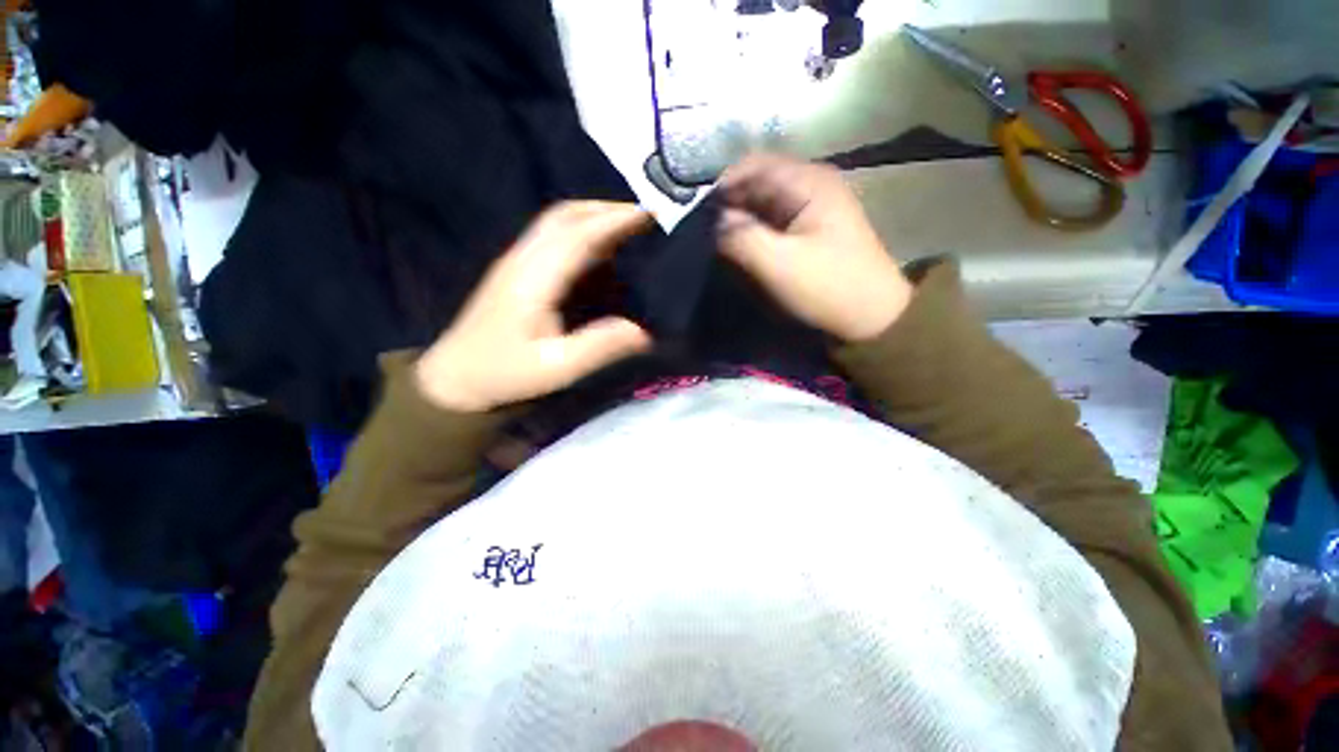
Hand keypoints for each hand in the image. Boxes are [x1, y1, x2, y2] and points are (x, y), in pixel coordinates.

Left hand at [415, 202, 653, 412]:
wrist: (454, 378)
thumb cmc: (504, 374)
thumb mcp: (556, 369)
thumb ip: (599, 347)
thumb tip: (644, 331)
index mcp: (533, 280)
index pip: (578, 235)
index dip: (615, 221)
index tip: (650, 213)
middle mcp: (522, 260)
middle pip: (564, 216)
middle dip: (606, 209)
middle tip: (645, 217)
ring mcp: (515, 262)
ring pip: (556, 222)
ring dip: (593, 216)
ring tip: (628, 226)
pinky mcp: (515, 271)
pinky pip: (552, 237)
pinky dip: (581, 231)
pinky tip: (599, 248)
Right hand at [718, 154, 912, 341]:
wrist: (871, 318)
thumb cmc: (827, 288)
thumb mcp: (779, 264)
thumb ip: (741, 238)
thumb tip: (714, 222)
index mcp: (808, 181)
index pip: (752, 166)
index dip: (722, 187)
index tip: (697, 217)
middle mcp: (811, 184)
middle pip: (758, 182)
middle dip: (729, 205)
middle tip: (705, 235)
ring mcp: (813, 206)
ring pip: (764, 202)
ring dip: (740, 219)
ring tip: (718, 243)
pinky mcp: (812, 229)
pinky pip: (773, 220)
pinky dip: (754, 230)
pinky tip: (742, 248)